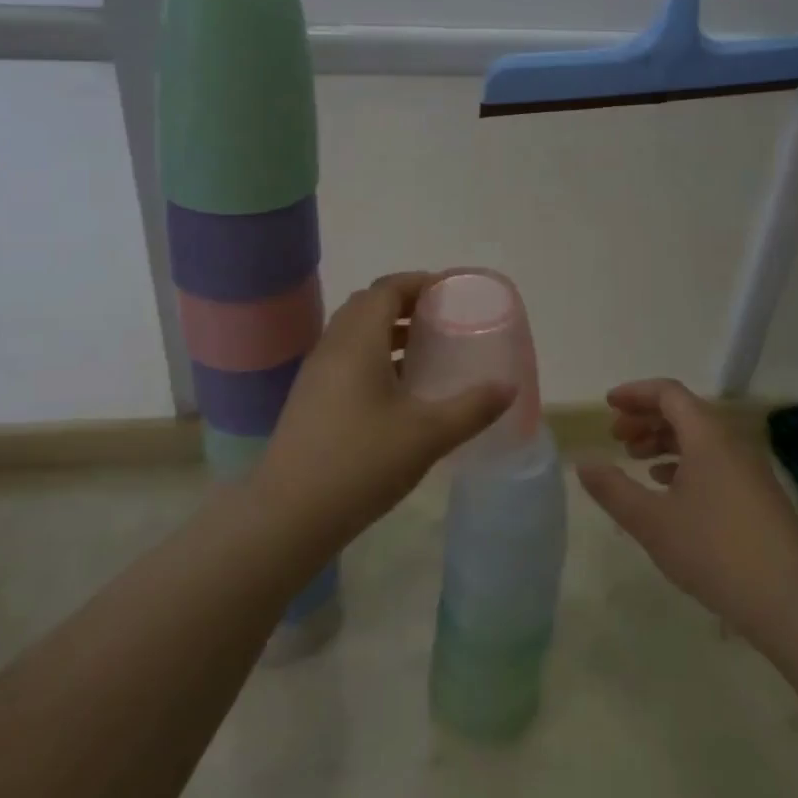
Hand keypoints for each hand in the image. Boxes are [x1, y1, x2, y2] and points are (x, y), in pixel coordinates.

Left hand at [251, 272, 514, 553]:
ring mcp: (316, 373)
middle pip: (368, 305)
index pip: (387, 289)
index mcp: (358, 340)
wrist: (288, 515)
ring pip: (354, 333)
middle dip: (405, 303)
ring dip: (388, 331)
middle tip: (441, 317)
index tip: (450, 292)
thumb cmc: (361, 463)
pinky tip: (396, 390)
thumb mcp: (428, 435)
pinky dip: (373, 355)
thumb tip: (509, 387)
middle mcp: (333, 346)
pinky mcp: (309, 399)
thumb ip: (472, 408)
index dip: (419, 282)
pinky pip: (345, 358)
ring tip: (425, 349)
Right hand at [577, 378, 797, 641]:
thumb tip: (583, 462)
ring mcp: (748, 468)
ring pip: (699, 438)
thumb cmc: (715, 550)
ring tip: (636, 462)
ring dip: (664, 442)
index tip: (607, 406)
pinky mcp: (757, 495)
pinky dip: (684, 464)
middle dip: (646, 419)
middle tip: (616, 438)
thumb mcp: (652, 521)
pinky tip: (668, 490)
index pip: (667, 393)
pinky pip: (713, 461)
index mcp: (706, 434)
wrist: (793, 600)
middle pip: (683, 412)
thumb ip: (613, 489)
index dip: (635, 394)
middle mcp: (730, 440)